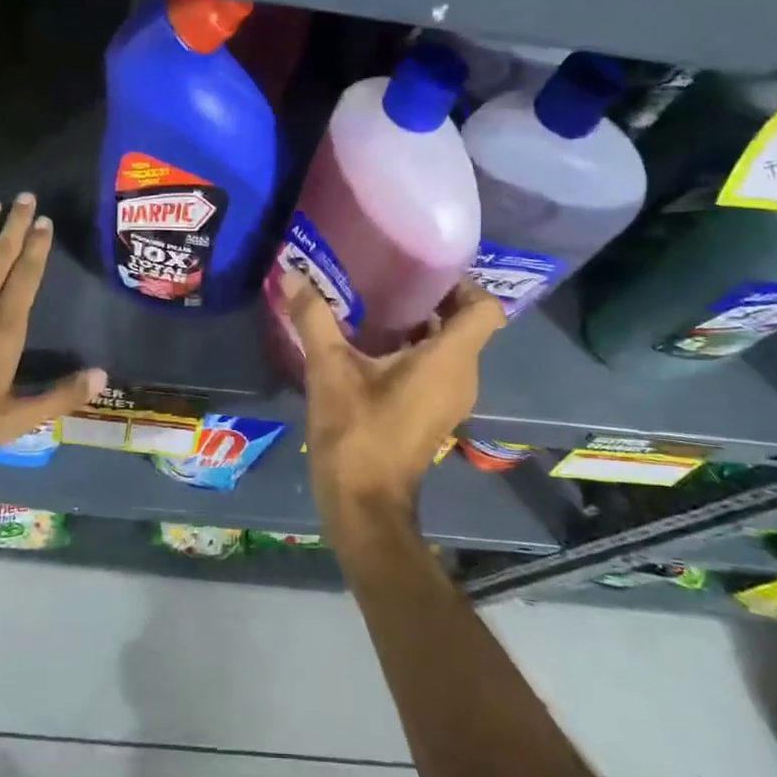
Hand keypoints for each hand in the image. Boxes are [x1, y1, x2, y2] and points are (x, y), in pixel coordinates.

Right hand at [283, 271, 504, 533]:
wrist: (364, 506)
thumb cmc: (356, 434)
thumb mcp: (329, 370)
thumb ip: (314, 318)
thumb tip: (291, 272)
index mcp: (449, 360)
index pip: (485, 309)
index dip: (463, 284)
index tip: (425, 270)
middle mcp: (462, 376)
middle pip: (468, 323)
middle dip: (436, 297)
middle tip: (394, 276)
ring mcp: (452, 398)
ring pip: (453, 346)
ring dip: (424, 323)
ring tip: (381, 303)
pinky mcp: (436, 412)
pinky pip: (440, 367)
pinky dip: (418, 348)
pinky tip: (376, 344)